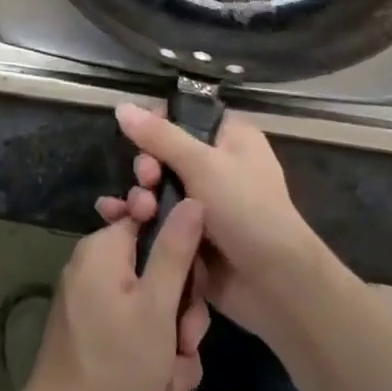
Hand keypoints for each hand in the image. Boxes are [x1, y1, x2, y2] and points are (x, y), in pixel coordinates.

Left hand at [20, 199, 210, 390]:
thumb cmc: (115, 365)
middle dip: (180, 316)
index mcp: (104, 249)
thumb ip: (176, 249)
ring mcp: (92, 305)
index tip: (195, 288)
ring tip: (172, 387)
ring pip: (152, 312)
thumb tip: (192, 199)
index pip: (153, 221)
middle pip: (156, 272)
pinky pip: (135, 336)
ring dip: (172, 350)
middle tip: (187, 347)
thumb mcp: (157, 306)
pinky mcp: (93, 337)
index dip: (183, 252)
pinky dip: (152, 364)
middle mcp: (94, 269)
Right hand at [97, 104, 326, 342]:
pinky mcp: (191, 236)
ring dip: (142, 197)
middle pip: (164, 154)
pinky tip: (116, 220)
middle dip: (148, 168)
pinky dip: (140, 220)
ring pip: (158, 190)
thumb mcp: (202, 164)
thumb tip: (121, 106)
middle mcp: (217, 166)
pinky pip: (159, 220)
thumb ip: (159, 136)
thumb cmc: (246, 209)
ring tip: (140, 212)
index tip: (141, 140)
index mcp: (229, 138)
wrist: (275, 284)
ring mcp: (203, 204)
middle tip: (148, 181)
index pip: (183, 117)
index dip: (157, 125)